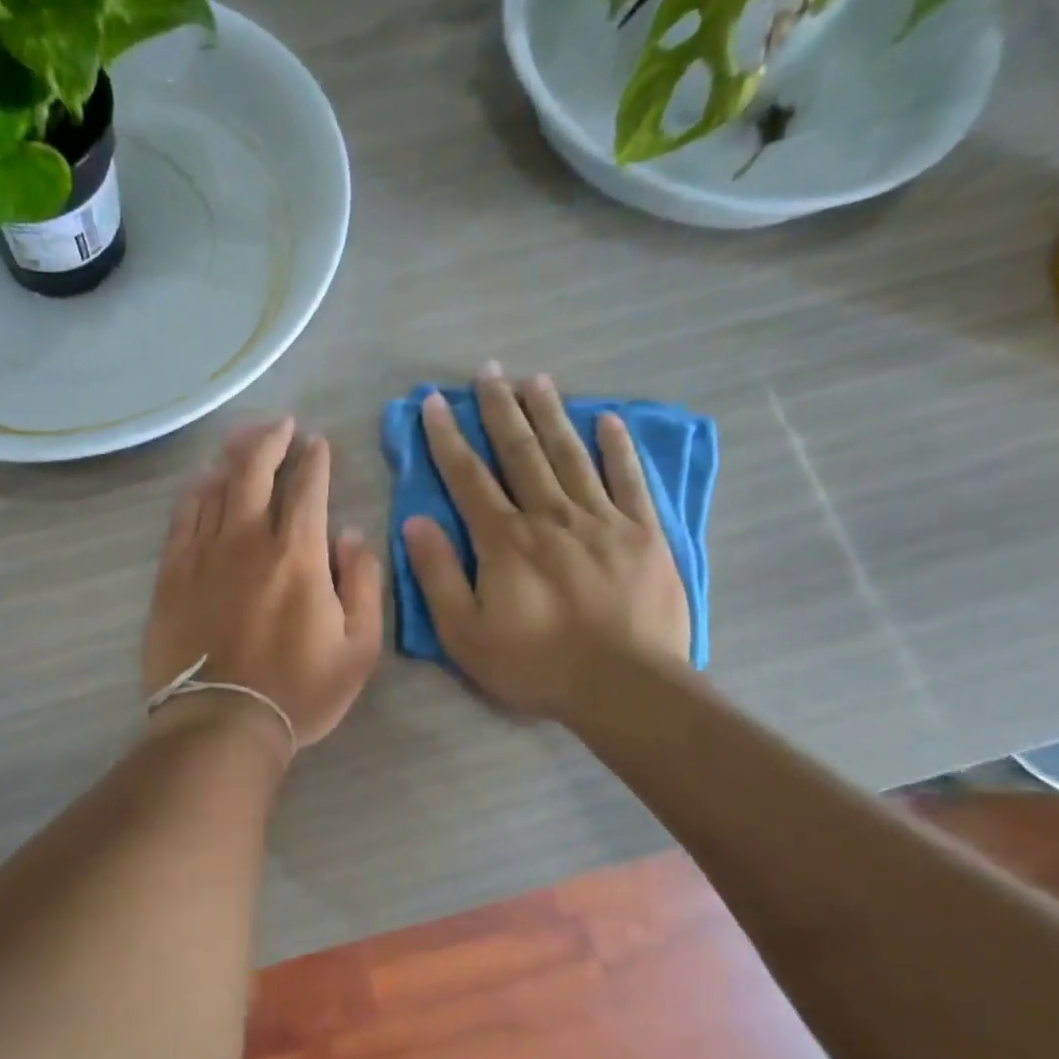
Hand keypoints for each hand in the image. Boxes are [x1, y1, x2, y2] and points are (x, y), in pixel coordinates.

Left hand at [144, 418, 383, 752]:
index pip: (308, 487)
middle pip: (255, 470)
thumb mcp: (359, 648)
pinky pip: (183, 516)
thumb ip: (363, 584)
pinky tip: (204, 479)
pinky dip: (196, 490)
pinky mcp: (172, 573)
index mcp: (299, 554)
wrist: (221, 724)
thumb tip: (351, 536)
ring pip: (217, 485)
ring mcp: (204, 553)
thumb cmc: (299, 692)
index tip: (318, 444)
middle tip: (281, 424)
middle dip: (271, 439)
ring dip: (233, 455)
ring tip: (244, 438)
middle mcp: (249, 539)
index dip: (315, 459)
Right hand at [401, 365, 690, 723]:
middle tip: (489, 371)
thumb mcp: (465, 633)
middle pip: (521, 453)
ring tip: (536, 380)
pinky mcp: (643, 534)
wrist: (623, 686)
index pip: (469, 477)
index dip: (448, 438)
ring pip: (570, 455)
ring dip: (551, 415)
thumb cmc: (535, 664)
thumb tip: (415, 521)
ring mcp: (601, 520)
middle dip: (500, 410)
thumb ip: (438, 574)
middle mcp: (550, 516)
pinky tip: (608, 420)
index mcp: (504, 540)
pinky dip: (618, 448)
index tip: (435, 402)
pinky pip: (628, 480)